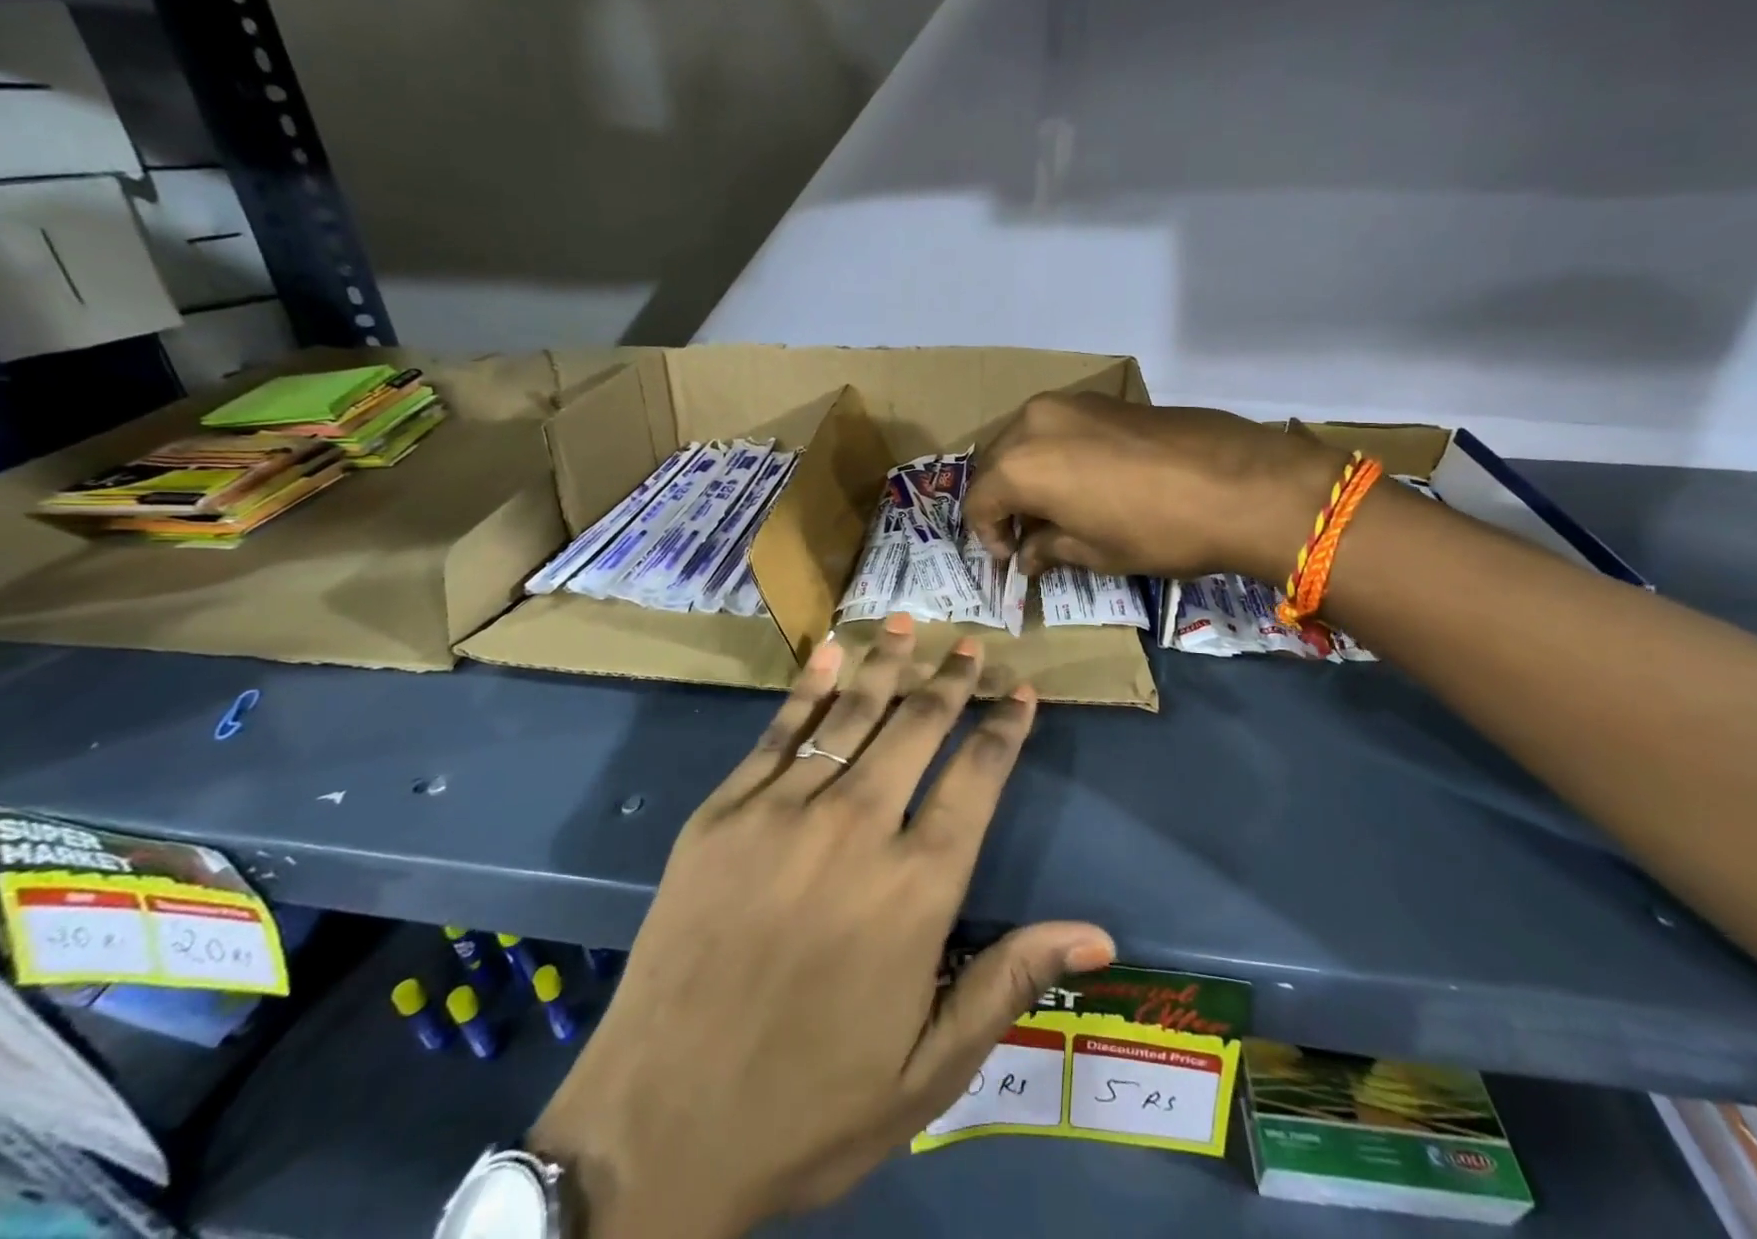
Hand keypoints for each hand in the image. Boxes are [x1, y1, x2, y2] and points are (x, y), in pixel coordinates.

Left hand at [529, 616, 1113, 1238]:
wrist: (656, 1130)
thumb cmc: (808, 1107)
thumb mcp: (928, 1070)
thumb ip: (1010, 982)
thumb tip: (1100, 934)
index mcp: (915, 888)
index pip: (976, 779)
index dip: (1004, 728)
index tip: (1021, 690)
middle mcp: (856, 828)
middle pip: (917, 729)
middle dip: (951, 681)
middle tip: (971, 644)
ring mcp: (782, 811)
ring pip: (851, 714)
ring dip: (887, 664)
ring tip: (910, 624)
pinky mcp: (723, 812)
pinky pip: (777, 731)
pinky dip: (808, 686)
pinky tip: (830, 650)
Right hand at [965, 392, 1339, 581]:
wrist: (1242, 484)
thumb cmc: (1156, 531)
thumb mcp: (1094, 551)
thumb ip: (1048, 548)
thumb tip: (1026, 555)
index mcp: (1020, 465)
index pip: (980, 501)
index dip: (988, 535)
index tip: (1011, 559)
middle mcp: (1034, 422)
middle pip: (998, 464)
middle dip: (1005, 501)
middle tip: (1027, 535)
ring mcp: (1072, 403)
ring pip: (1027, 440)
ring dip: (1029, 475)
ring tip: (1055, 508)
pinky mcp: (1105, 398)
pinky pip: (1060, 428)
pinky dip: (1057, 455)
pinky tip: (1085, 481)